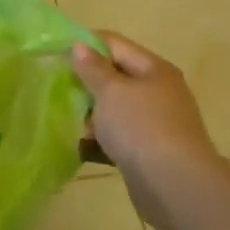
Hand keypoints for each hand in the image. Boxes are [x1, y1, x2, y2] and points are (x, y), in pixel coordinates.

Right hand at [71, 34, 221, 224]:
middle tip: (55, 88)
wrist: (174, 184)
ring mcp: (156, 122)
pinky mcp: (150, 150)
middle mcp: (158, 91)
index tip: (55, 54)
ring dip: (91, 113)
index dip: (85, 45)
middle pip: (116, 77)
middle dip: (86, 82)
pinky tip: (80, 146)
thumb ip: (92, 68)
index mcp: (153, 69)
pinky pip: (119, 136)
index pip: (115, 44)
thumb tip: (79, 45)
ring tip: (64, 118)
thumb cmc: (140, 127)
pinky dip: (101, 139)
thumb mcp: (111, 92)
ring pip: (115, 109)